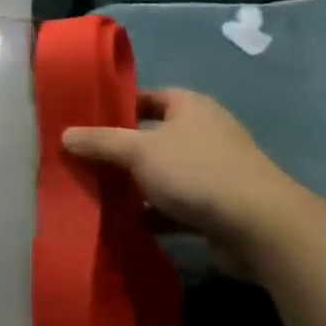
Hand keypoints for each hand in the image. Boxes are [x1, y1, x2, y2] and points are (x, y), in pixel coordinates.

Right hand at [62, 89, 308, 279]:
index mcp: (189, 106)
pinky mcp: (217, 207)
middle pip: (151, 137)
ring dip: (135, 185)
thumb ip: (100, 142)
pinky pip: (175, 205)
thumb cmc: (197, 172)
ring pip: (162, 173)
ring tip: (97, 194)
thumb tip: (64, 135)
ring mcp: (213, 171)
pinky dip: (153, 213)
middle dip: (120, 151)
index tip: (85, 123)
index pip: (145, 98)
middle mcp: (203, 132)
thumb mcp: (138, 151)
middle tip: (84, 160)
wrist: (261, 228)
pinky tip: (125, 224)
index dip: (116, 108)